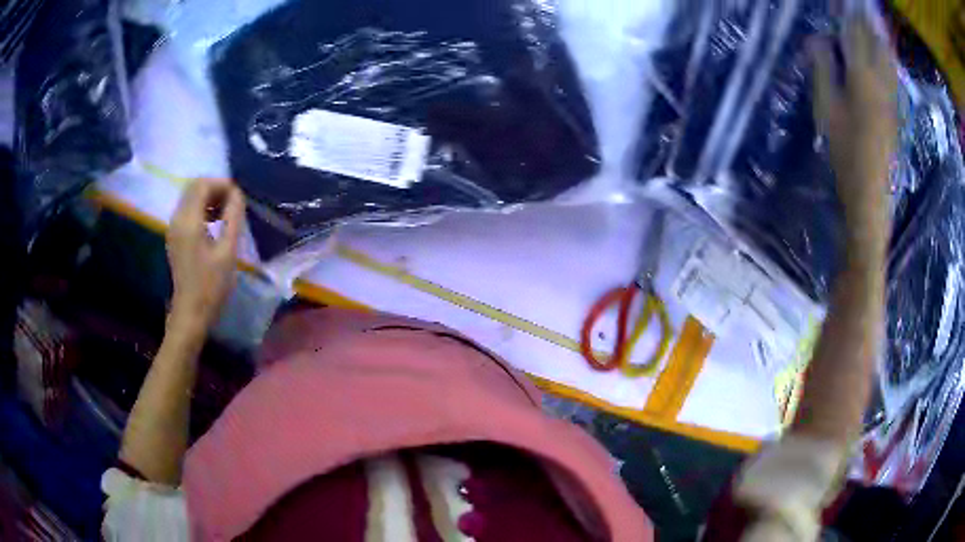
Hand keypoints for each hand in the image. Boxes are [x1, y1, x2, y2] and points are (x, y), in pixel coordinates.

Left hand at [166, 179, 244, 332]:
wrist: (191, 313)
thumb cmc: (211, 286)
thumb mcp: (228, 251)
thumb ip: (233, 218)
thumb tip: (238, 194)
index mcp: (188, 221)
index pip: (202, 184)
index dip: (222, 184)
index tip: (239, 198)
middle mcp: (177, 219)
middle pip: (194, 187)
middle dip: (216, 189)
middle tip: (234, 204)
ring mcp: (174, 227)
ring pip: (191, 197)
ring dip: (209, 198)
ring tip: (227, 214)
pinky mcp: (175, 236)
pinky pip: (188, 210)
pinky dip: (202, 209)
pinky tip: (214, 224)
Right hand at [812, 17, 896, 255]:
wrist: (871, 196)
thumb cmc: (845, 153)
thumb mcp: (826, 109)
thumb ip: (824, 68)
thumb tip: (819, 40)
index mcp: (861, 77)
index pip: (853, 32)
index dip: (844, 13)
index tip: (838, 1)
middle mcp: (881, 82)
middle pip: (873, 40)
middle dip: (862, 20)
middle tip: (854, 7)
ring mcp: (892, 98)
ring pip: (887, 56)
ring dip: (878, 35)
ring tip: (870, 21)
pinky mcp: (897, 112)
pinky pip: (894, 74)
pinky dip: (887, 57)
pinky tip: (884, 52)